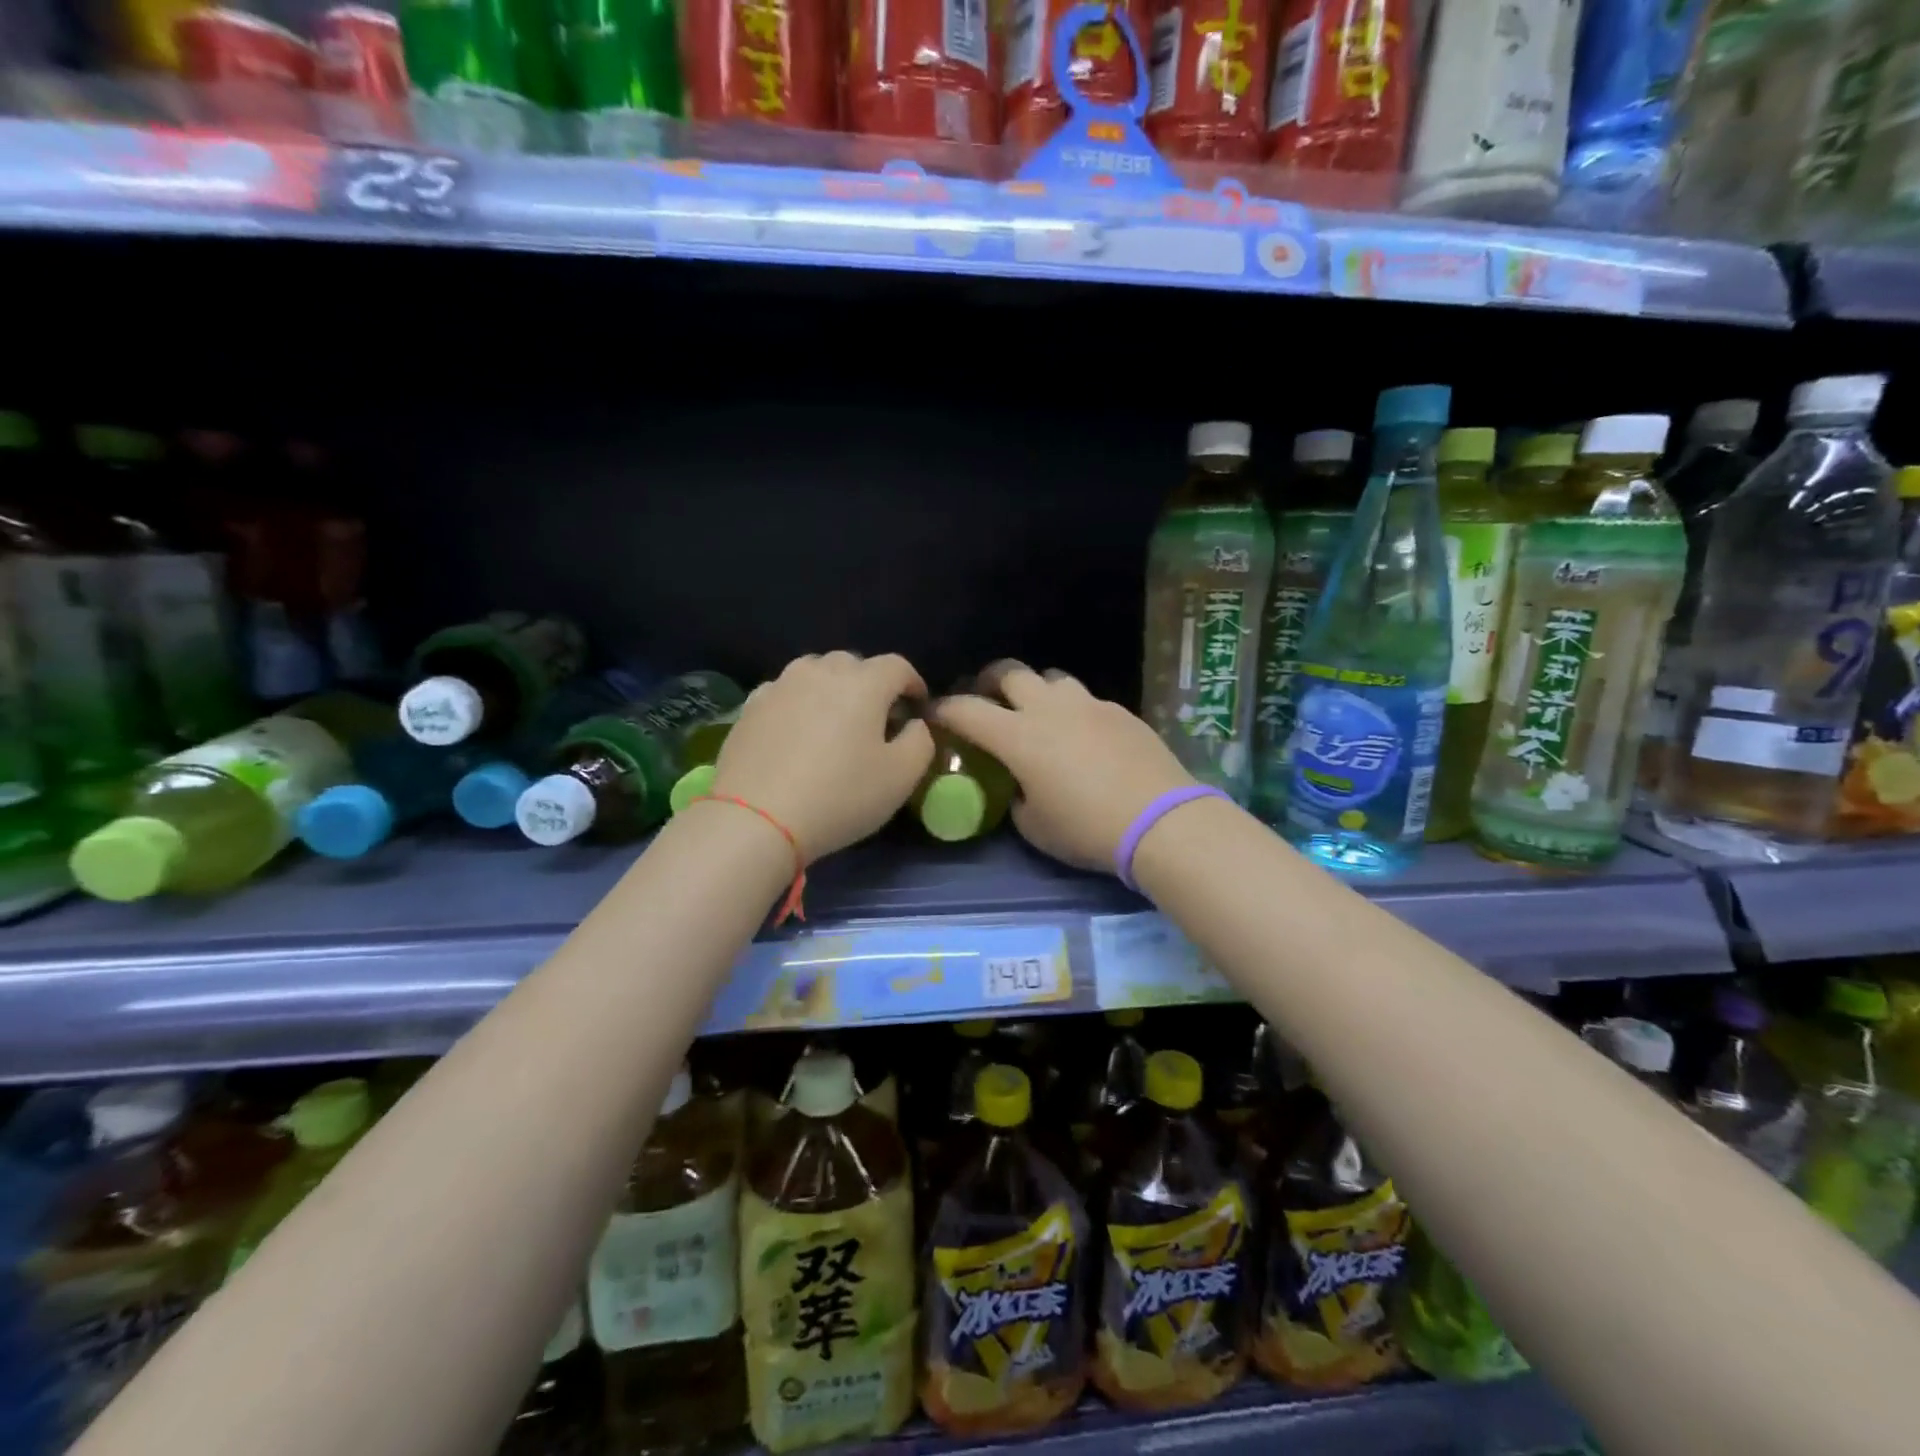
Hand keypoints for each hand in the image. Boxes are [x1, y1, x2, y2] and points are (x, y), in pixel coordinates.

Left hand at [710, 652, 933, 861]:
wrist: (756, 819)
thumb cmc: (840, 796)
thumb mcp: (901, 777)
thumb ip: (920, 741)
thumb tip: (913, 724)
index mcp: (864, 682)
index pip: (898, 666)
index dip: (913, 683)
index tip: (917, 708)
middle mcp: (821, 671)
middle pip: (854, 664)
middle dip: (871, 685)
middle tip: (876, 719)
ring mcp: (781, 685)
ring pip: (816, 673)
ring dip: (832, 689)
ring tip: (834, 722)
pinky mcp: (751, 706)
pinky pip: (785, 692)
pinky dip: (799, 704)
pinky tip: (798, 733)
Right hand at [933, 662, 1194, 873]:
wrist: (1160, 820)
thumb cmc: (1087, 829)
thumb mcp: (1035, 826)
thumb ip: (1017, 798)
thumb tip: (1020, 786)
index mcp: (1018, 737)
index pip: (967, 710)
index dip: (944, 709)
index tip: (935, 715)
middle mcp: (1049, 709)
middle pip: (1010, 672)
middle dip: (989, 681)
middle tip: (987, 700)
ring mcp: (1089, 704)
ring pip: (1052, 678)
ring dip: (1036, 691)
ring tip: (1039, 714)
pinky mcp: (1120, 711)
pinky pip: (1086, 699)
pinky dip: (1073, 710)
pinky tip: (1084, 736)